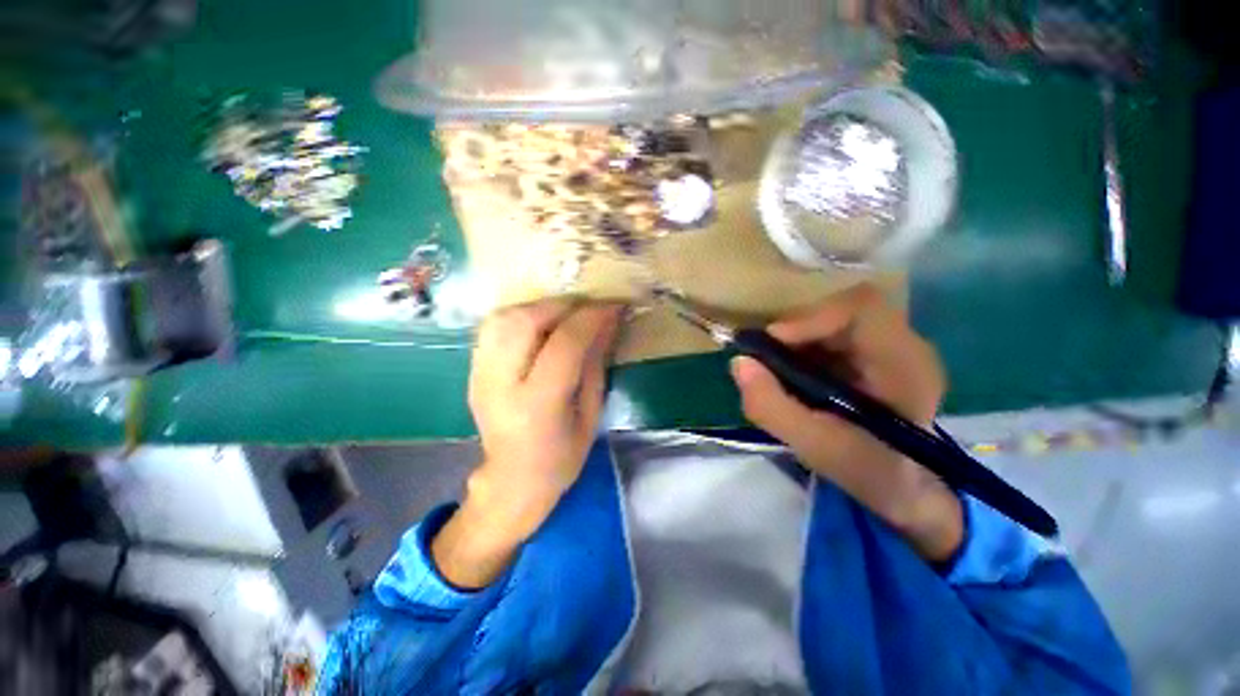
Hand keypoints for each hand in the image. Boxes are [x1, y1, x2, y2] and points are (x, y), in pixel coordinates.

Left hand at [433, 300, 621, 588]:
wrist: (512, 479)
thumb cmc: (562, 456)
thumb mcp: (591, 414)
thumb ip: (596, 363)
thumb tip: (607, 322)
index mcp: (538, 405)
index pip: (564, 344)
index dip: (592, 318)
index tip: (614, 306)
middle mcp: (501, 384)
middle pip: (526, 321)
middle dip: (565, 305)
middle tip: (590, 308)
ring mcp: (479, 375)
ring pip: (504, 317)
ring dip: (541, 306)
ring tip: (566, 314)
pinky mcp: (473, 370)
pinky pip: (493, 326)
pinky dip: (522, 315)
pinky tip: (541, 324)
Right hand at [729, 284, 962, 562]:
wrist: (904, 487)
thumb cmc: (869, 471)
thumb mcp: (814, 446)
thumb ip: (772, 406)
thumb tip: (739, 363)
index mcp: (904, 364)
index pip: (860, 308)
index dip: (810, 317)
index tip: (772, 343)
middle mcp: (903, 344)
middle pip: (840, 309)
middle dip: (795, 331)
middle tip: (766, 360)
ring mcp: (890, 345)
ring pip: (832, 318)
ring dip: (796, 340)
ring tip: (778, 371)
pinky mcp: (874, 352)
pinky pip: (831, 332)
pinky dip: (803, 347)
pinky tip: (795, 375)